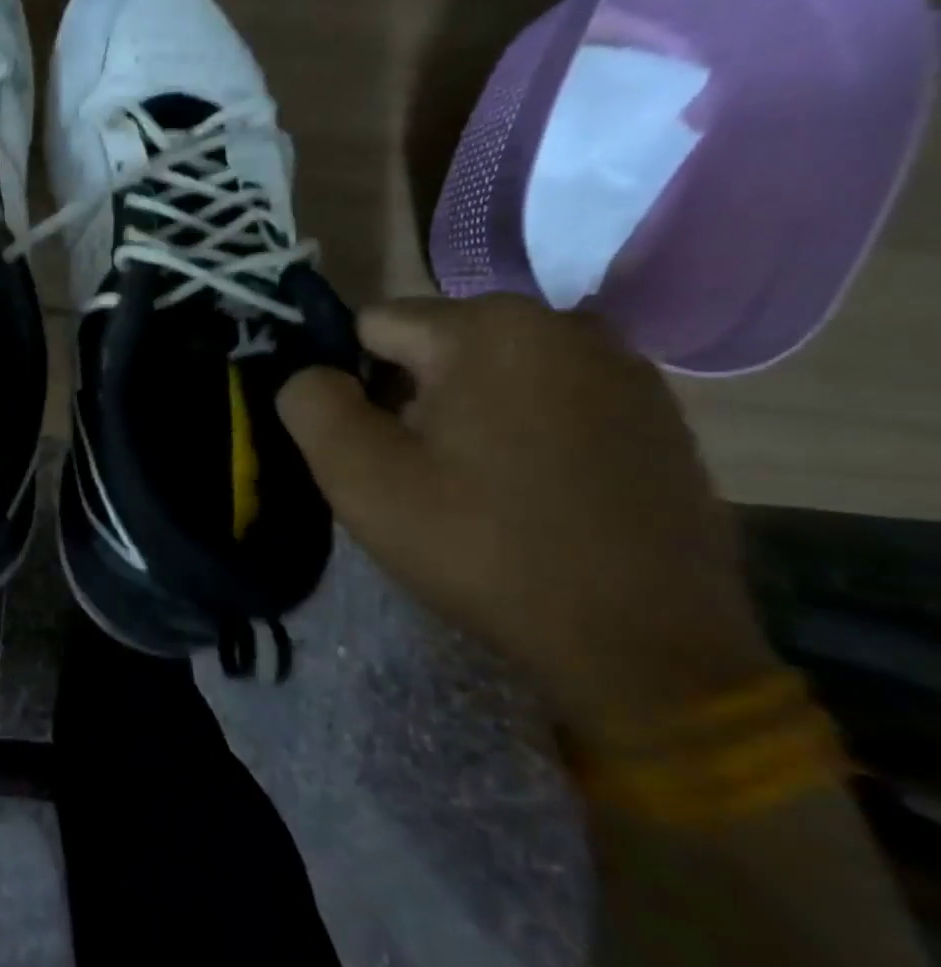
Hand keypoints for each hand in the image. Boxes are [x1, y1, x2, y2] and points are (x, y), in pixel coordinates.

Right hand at [278, 294, 778, 741]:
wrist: (642, 644)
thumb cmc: (483, 547)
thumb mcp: (361, 477)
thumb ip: (310, 403)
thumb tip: (311, 375)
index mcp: (487, 326)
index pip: (372, 326)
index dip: (353, 385)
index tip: (373, 447)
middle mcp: (562, 322)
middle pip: (434, 345)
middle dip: (408, 396)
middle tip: (419, 474)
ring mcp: (622, 366)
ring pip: (491, 372)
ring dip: (464, 412)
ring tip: (473, 485)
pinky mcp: (656, 412)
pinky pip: (549, 398)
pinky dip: (521, 429)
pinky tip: (530, 491)